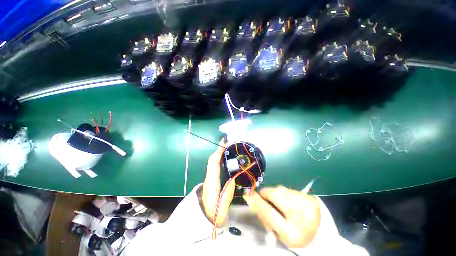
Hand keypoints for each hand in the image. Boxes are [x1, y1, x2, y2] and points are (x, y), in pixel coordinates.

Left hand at [200, 139, 234, 226]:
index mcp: (211, 182)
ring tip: (228, 148)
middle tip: (228, 143)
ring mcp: (209, 177)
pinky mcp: (210, 179)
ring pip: (212, 162)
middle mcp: (209, 177)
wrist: (203, 219)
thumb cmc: (213, 213)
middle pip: (212, 159)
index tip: (224, 142)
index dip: (219, 151)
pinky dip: (218, 158)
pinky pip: (214, 165)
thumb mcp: (224, 204)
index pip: (214, 162)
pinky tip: (224, 157)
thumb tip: (234, 175)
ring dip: (219, 153)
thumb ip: (229, 189)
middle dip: (219, 149)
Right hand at [243, 186, 320, 247]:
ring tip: (277, 202)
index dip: (257, 201)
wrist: (322, 234)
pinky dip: (283, 193)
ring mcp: (306, 203)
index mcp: (292, 232)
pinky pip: (288, 189)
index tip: (247, 193)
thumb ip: (266, 218)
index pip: (269, 213)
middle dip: (266, 194)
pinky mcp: (309, 196)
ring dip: (274, 193)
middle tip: (264, 198)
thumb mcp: (280, 234)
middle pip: (275, 195)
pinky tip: (288, 201)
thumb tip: (252, 201)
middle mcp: (301, 216)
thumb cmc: (298, 237)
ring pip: (281, 190)